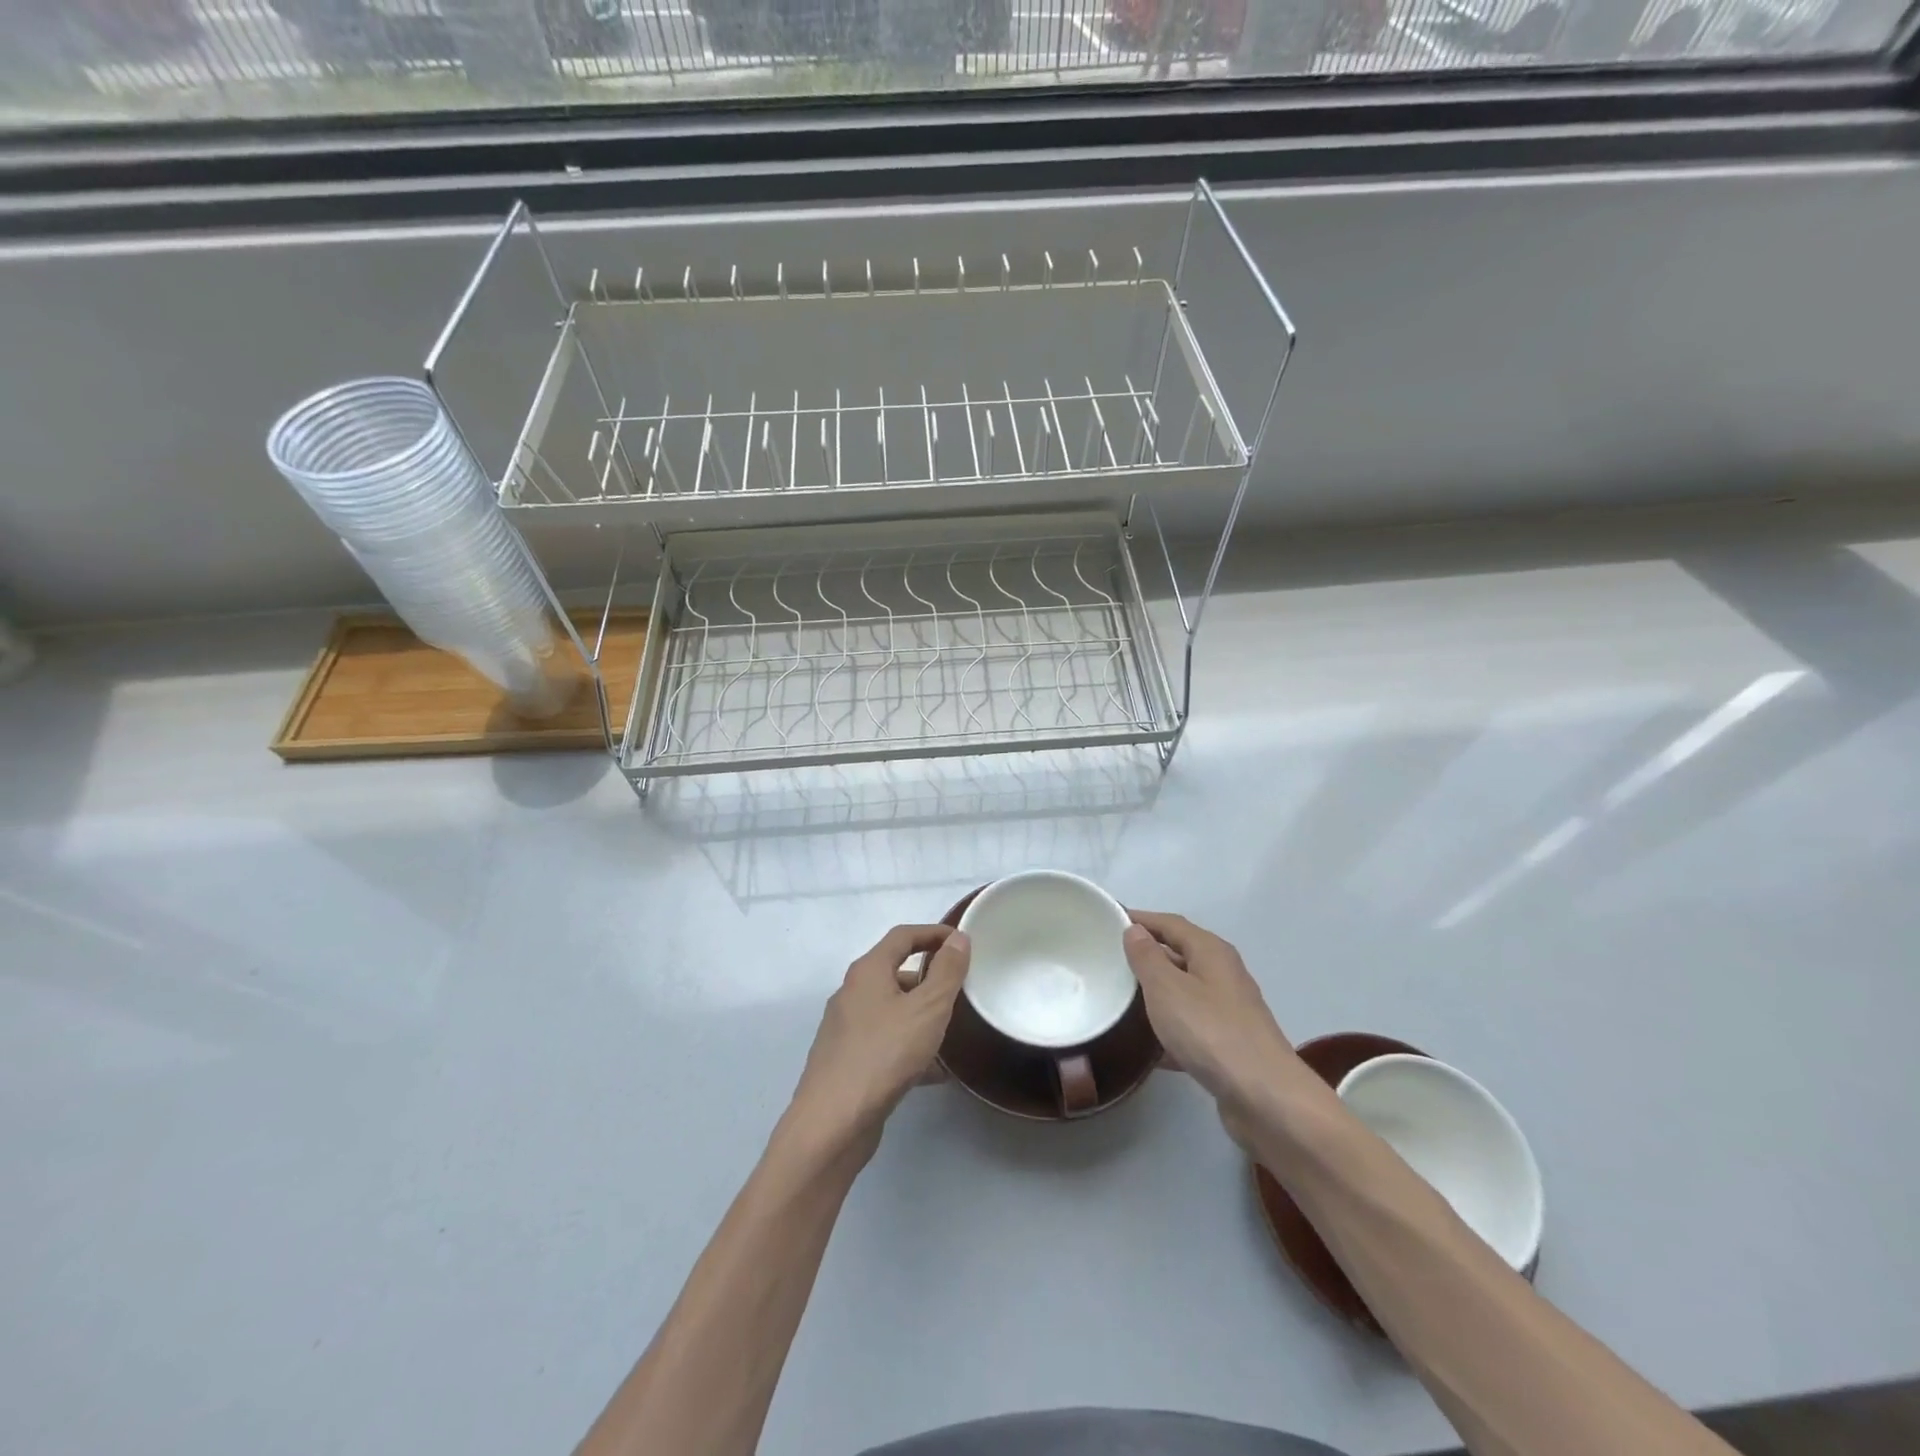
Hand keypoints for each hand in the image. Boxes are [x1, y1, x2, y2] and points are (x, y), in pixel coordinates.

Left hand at [787, 924, 970, 1159]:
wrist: (832, 1122)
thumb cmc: (884, 1054)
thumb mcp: (927, 1009)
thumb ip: (946, 972)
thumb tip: (958, 938)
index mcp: (867, 971)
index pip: (902, 936)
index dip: (933, 933)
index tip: (962, 942)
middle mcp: (851, 993)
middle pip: (894, 972)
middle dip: (929, 978)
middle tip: (960, 990)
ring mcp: (846, 1029)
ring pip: (891, 1010)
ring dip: (921, 1015)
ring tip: (952, 1032)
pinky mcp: (846, 1061)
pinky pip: (885, 1042)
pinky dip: (909, 1046)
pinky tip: (934, 1072)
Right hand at [1123, 911, 1306, 1149]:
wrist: (1265, 1098)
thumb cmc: (1210, 1031)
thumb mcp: (1167, 988)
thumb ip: (1147, 957)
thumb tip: (1135, 930)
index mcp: (1211, 952)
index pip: (1170, 923)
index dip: (1141, 919)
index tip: (1109, 919)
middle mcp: (1224, 975)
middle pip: (1180, 954)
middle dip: (1146, 955)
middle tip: (1108, 959)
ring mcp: (1229, 1011)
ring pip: (1184, 992)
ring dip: (1156, 993)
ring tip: (1120, 998)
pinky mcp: (1228, 1045)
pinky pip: (1190, 1026)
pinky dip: (1168, 1029)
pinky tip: (1146, 1045)